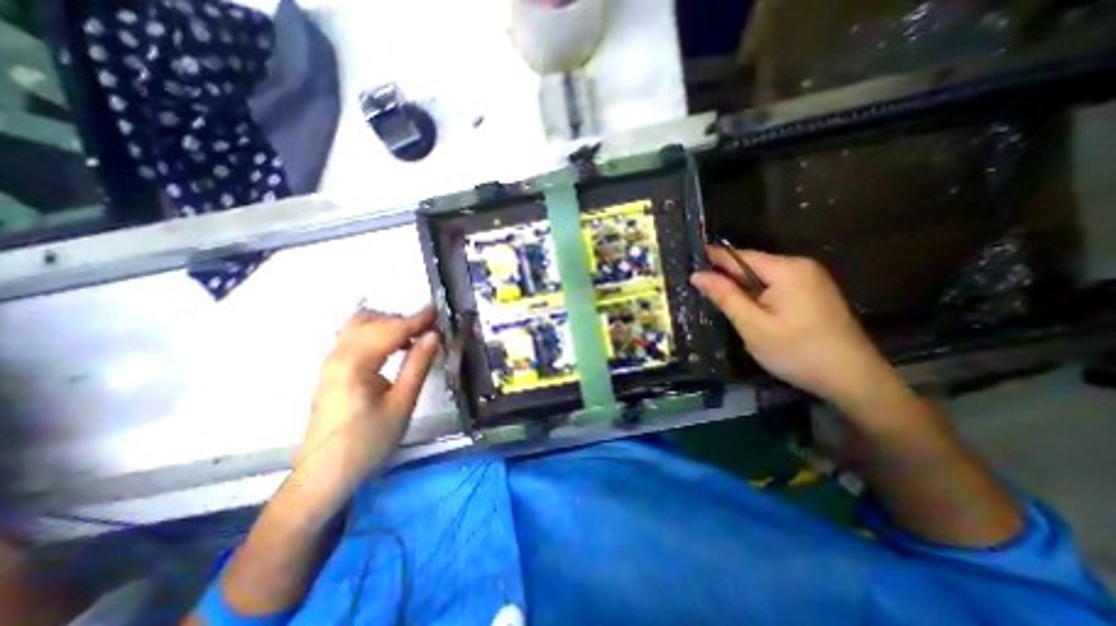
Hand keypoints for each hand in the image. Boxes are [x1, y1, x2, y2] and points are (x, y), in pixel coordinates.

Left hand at [292, 305, 440, 506]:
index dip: (418, 318)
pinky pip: (354, 338)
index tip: (439, 310)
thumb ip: (418, 365)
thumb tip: (434, 336)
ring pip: (359, 326)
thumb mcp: (401, 405)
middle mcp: (338, 356)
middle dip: (402, 319)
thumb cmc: (368, 443)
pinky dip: (377, 333)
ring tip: (415, 338)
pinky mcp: (332, 370)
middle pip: (371, 320)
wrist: (325, 476)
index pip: (391, 329)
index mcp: (355, 364)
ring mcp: (331, 362)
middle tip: (430, 330)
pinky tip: (394, 348)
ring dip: (388, 324)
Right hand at [690, 244, 894, 409]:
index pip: (739, 256)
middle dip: (727, 278)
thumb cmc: (797, 351)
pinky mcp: (814, 293)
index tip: (688, 262)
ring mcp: (811, 279)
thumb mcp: (752, 325)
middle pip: (752, 266)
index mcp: (786, 269)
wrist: (853, 379)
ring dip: (742, 289)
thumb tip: (697, 275)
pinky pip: (776, 286)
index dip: (712, 259)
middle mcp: (800, 266)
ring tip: (720, 304)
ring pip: (763, 278)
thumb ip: (724, 296)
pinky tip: (750, 312)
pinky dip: (758, 296)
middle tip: (699, 292)